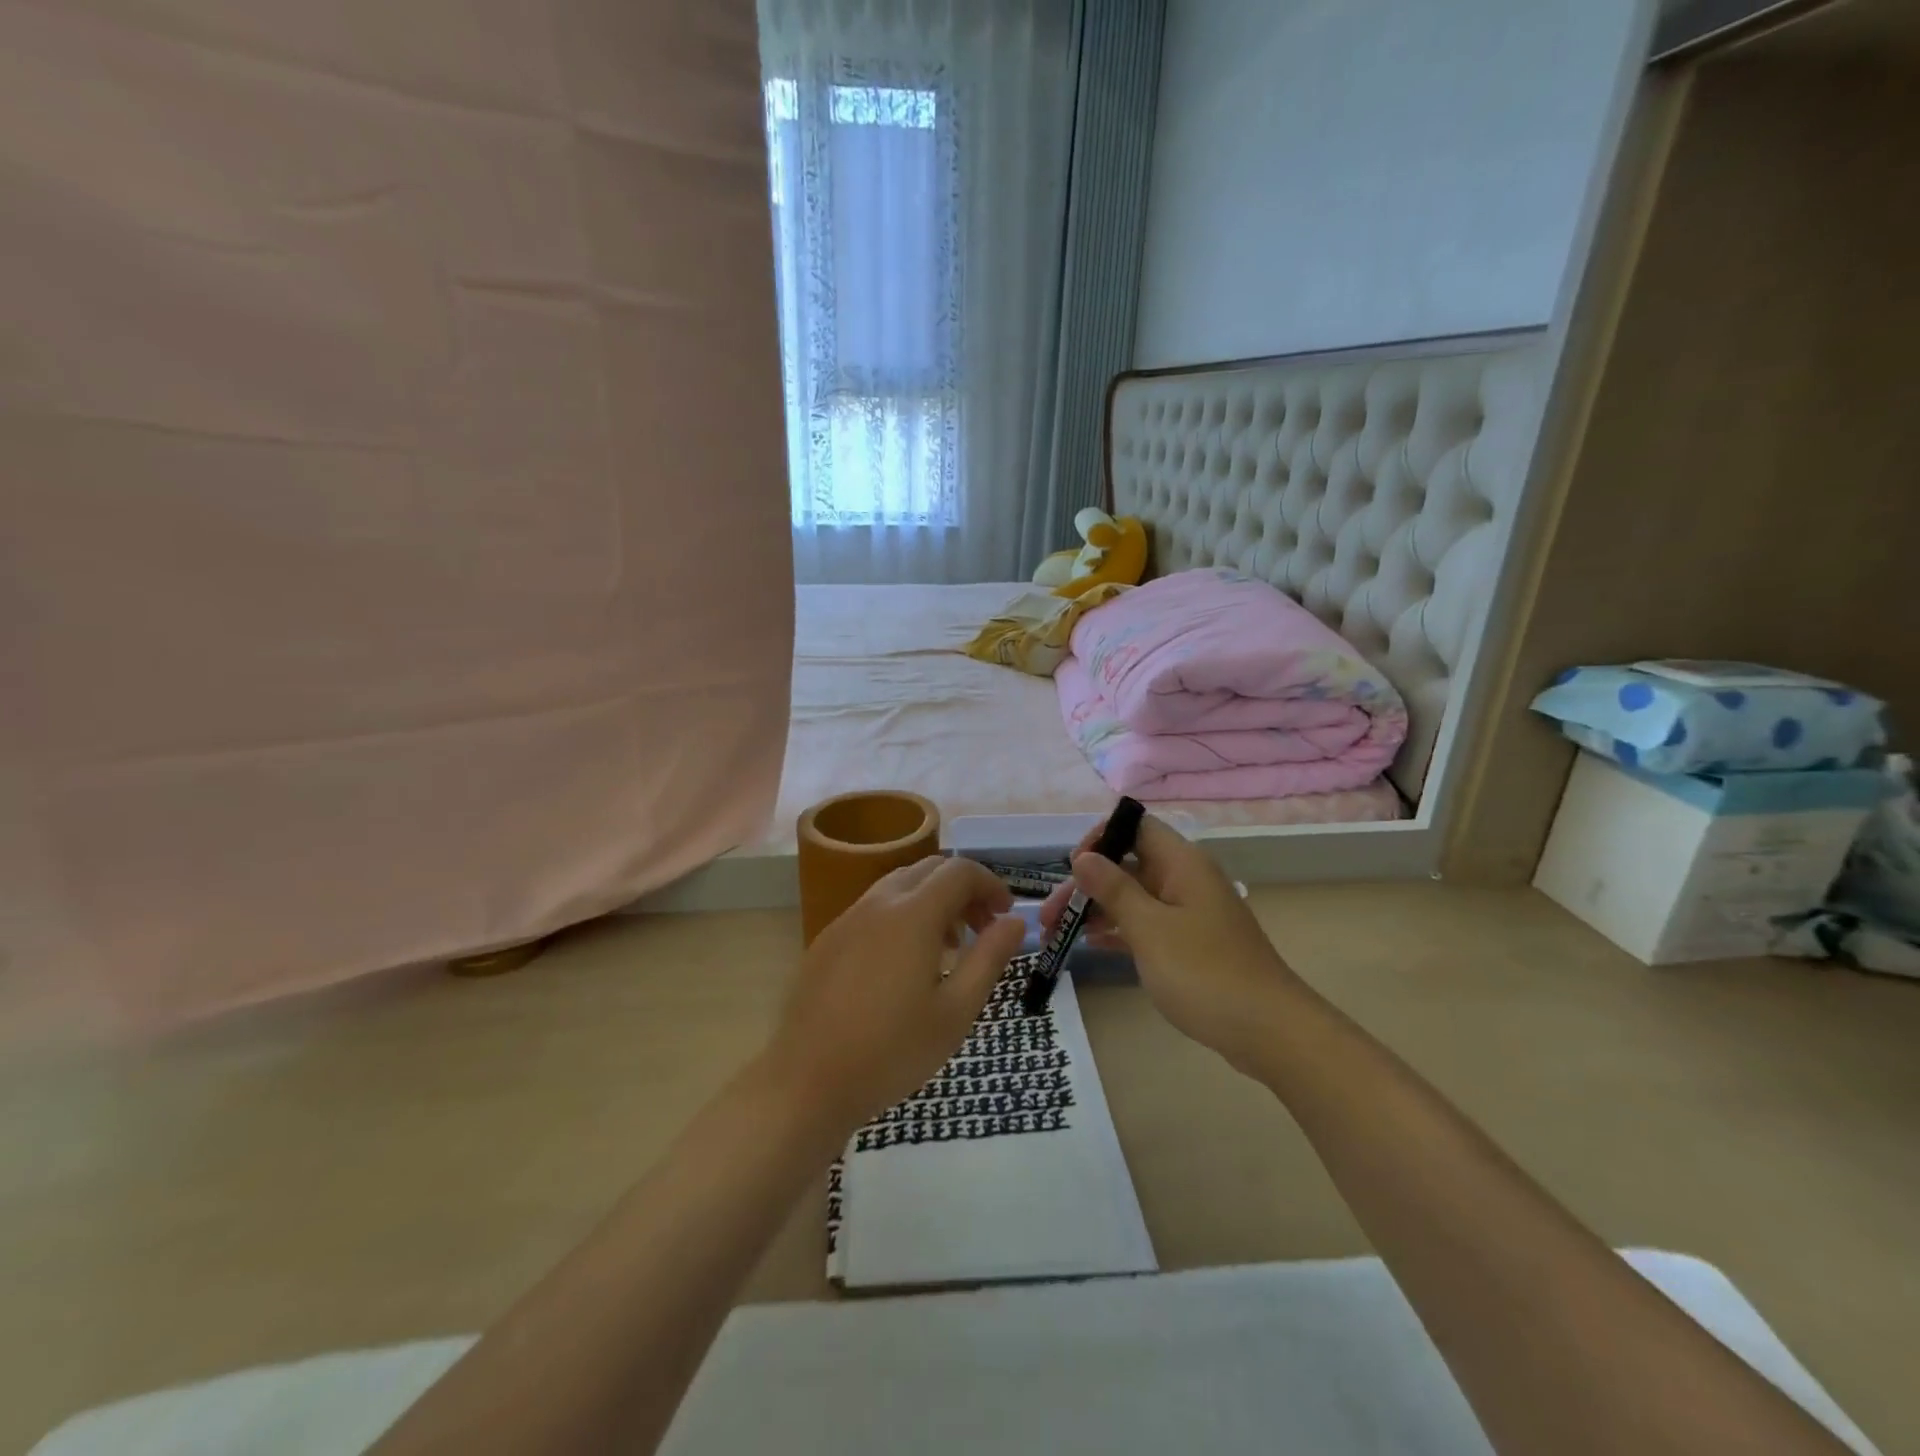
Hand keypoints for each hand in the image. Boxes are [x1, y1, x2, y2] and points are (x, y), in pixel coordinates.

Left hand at [765, 856, 1026, 1134]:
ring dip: (932, 901)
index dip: (990, 885)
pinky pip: (874, 908)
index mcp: (913, 914)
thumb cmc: (892, 1051)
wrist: (807, 1082)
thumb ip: (990, 958)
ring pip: (900, 886)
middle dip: (963, 890)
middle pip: (930, 870)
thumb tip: (1015, 921)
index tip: (1006, 915)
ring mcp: (847, 918)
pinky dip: (902, 915)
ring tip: (948, 948)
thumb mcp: (956, 1011)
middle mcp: (878, 903)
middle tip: (982, 929)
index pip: (960, 871)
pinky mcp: (827, 939)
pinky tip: (904, 964)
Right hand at [1040, 813, 1302, 1069]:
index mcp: (1182, 864)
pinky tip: (1091, 944)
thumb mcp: (1150, 929)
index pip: (1136, 827)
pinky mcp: (1191, 944)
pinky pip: (1146, 924)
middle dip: (1087, 884)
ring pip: (1134, 897)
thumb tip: (1082, 857)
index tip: (1073, 867)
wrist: (1269, 1031)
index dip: (1101, 838)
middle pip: (1128, 865)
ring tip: (1058, 933)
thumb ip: (1113, 890)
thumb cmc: (1205, 973)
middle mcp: (1185, 880)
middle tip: (1050, 916)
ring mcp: (1189, 913)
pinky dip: (1119, 930)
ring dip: (1097, 909)